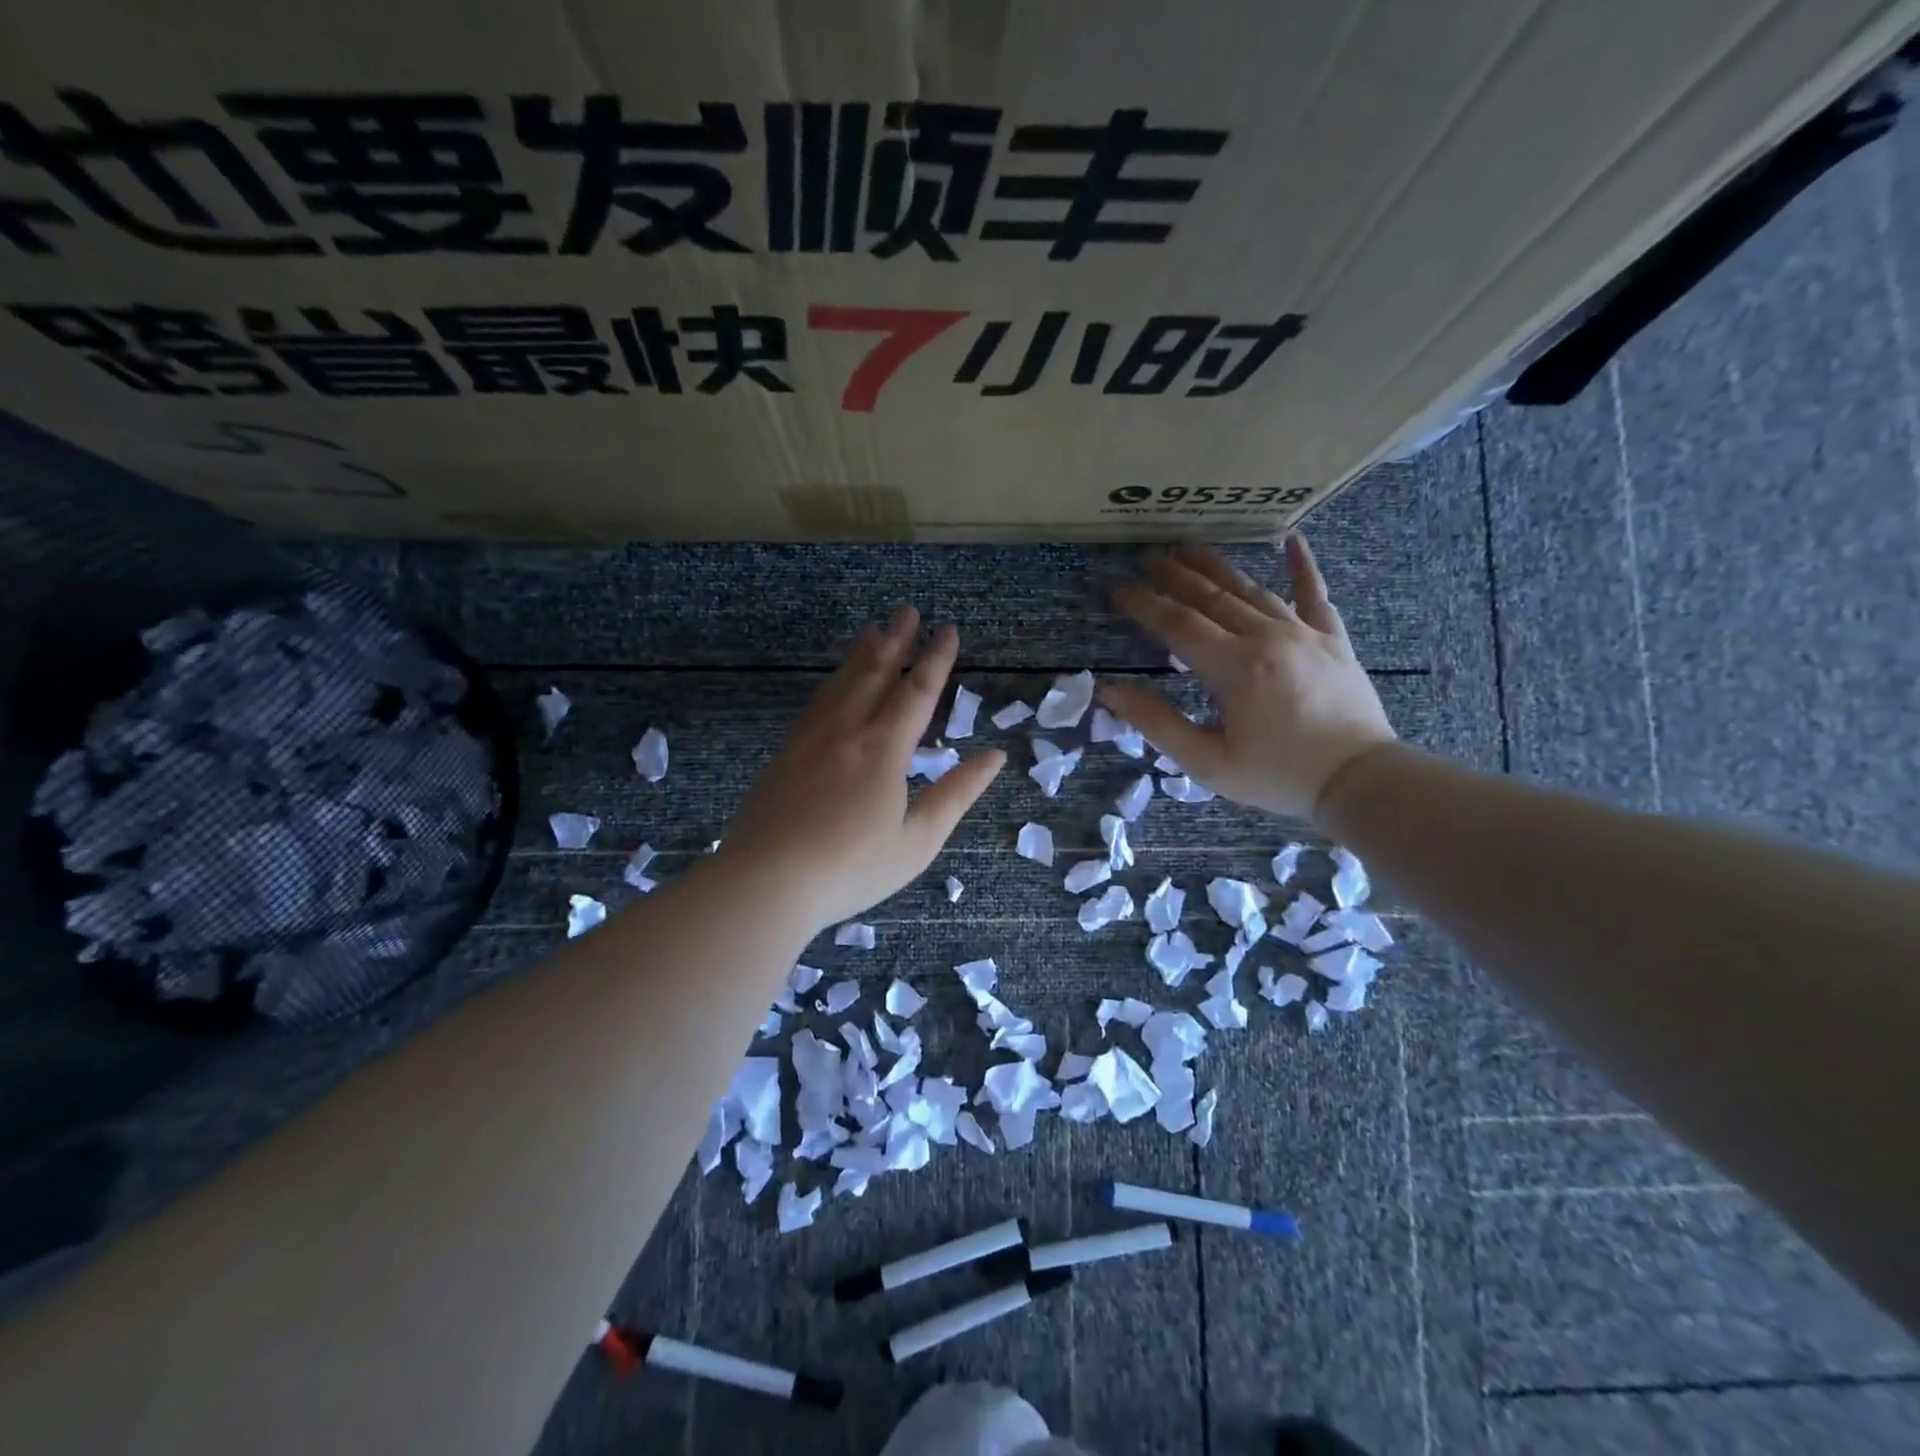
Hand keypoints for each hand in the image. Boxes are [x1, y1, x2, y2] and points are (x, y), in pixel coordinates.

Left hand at [719, 606, 1004, 932]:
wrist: (766, 881)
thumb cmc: (851, 868)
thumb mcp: (917, 840)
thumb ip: (956, 794)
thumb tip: (994, 757)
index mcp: (884, 749)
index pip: (917, 691)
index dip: (936, 659)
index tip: (948, 630)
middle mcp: (847, 730)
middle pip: (875, 673)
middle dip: (896, 640)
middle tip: (908, 611)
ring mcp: (810, 738)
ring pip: (842, 682)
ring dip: (862, 653)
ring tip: (874, 630)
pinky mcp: (786, 752)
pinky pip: (816, 701)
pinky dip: (833, 680)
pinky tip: (835, 681)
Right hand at [1098, 536, 1394, 818]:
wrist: (1359, 780)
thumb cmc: (1277, 776)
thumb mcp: (1207, 762)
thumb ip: (1157, 723)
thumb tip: (1110, 691)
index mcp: (1234, 667)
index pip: (1177, 624)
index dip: (1144, 604)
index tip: (1118, 589)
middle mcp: (1267, 637)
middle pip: (1211, 597)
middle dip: (1175, 576)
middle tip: (1147, 558)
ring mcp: (1304, 633)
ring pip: (1252, 589)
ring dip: (1217, 567)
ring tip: (1190, 547)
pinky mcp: (1333, 638)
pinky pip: (1315, 594)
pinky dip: (1303, 565)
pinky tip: (1291, 539)